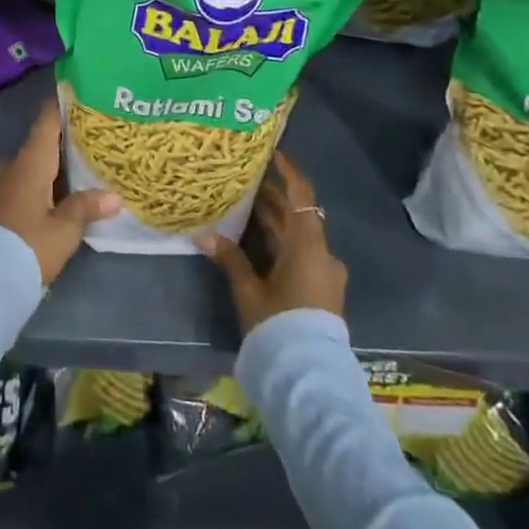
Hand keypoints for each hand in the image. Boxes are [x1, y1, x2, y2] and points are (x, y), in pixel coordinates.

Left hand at [0, 100, 119, 285]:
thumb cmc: (30, 244)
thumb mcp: (65, 228)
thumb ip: (87, 207)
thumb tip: (115, 196)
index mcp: (31, 162)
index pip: (46, 123)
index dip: (60, 107)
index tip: (78, 94)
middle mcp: (14, 166)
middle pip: (40, 143)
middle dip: (63, 138)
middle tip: (92, 135)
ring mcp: (4, 186)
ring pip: (32, 164)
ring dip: (53, 163)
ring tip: (81, 164)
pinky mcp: (1, 205)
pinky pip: (25, 182)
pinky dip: (43, 181)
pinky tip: (61, 192)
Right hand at [197, 151, 347, 333]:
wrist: (309, 376)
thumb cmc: (279, 324)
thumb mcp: (250, 290)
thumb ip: (230, 259)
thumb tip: (203, 233)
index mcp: (308, 245)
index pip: (301, 195)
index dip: (288, 171)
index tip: (271, 152)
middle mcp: (322, 253)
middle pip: (298, 215)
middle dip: (272, 197)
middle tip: (244, 178)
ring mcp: (324, 273)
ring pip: (298, 236)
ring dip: (274, 221)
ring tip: (243, 204)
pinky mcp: (320, 290)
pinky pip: (300, 254)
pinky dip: (280, 241)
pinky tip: (255, 240)